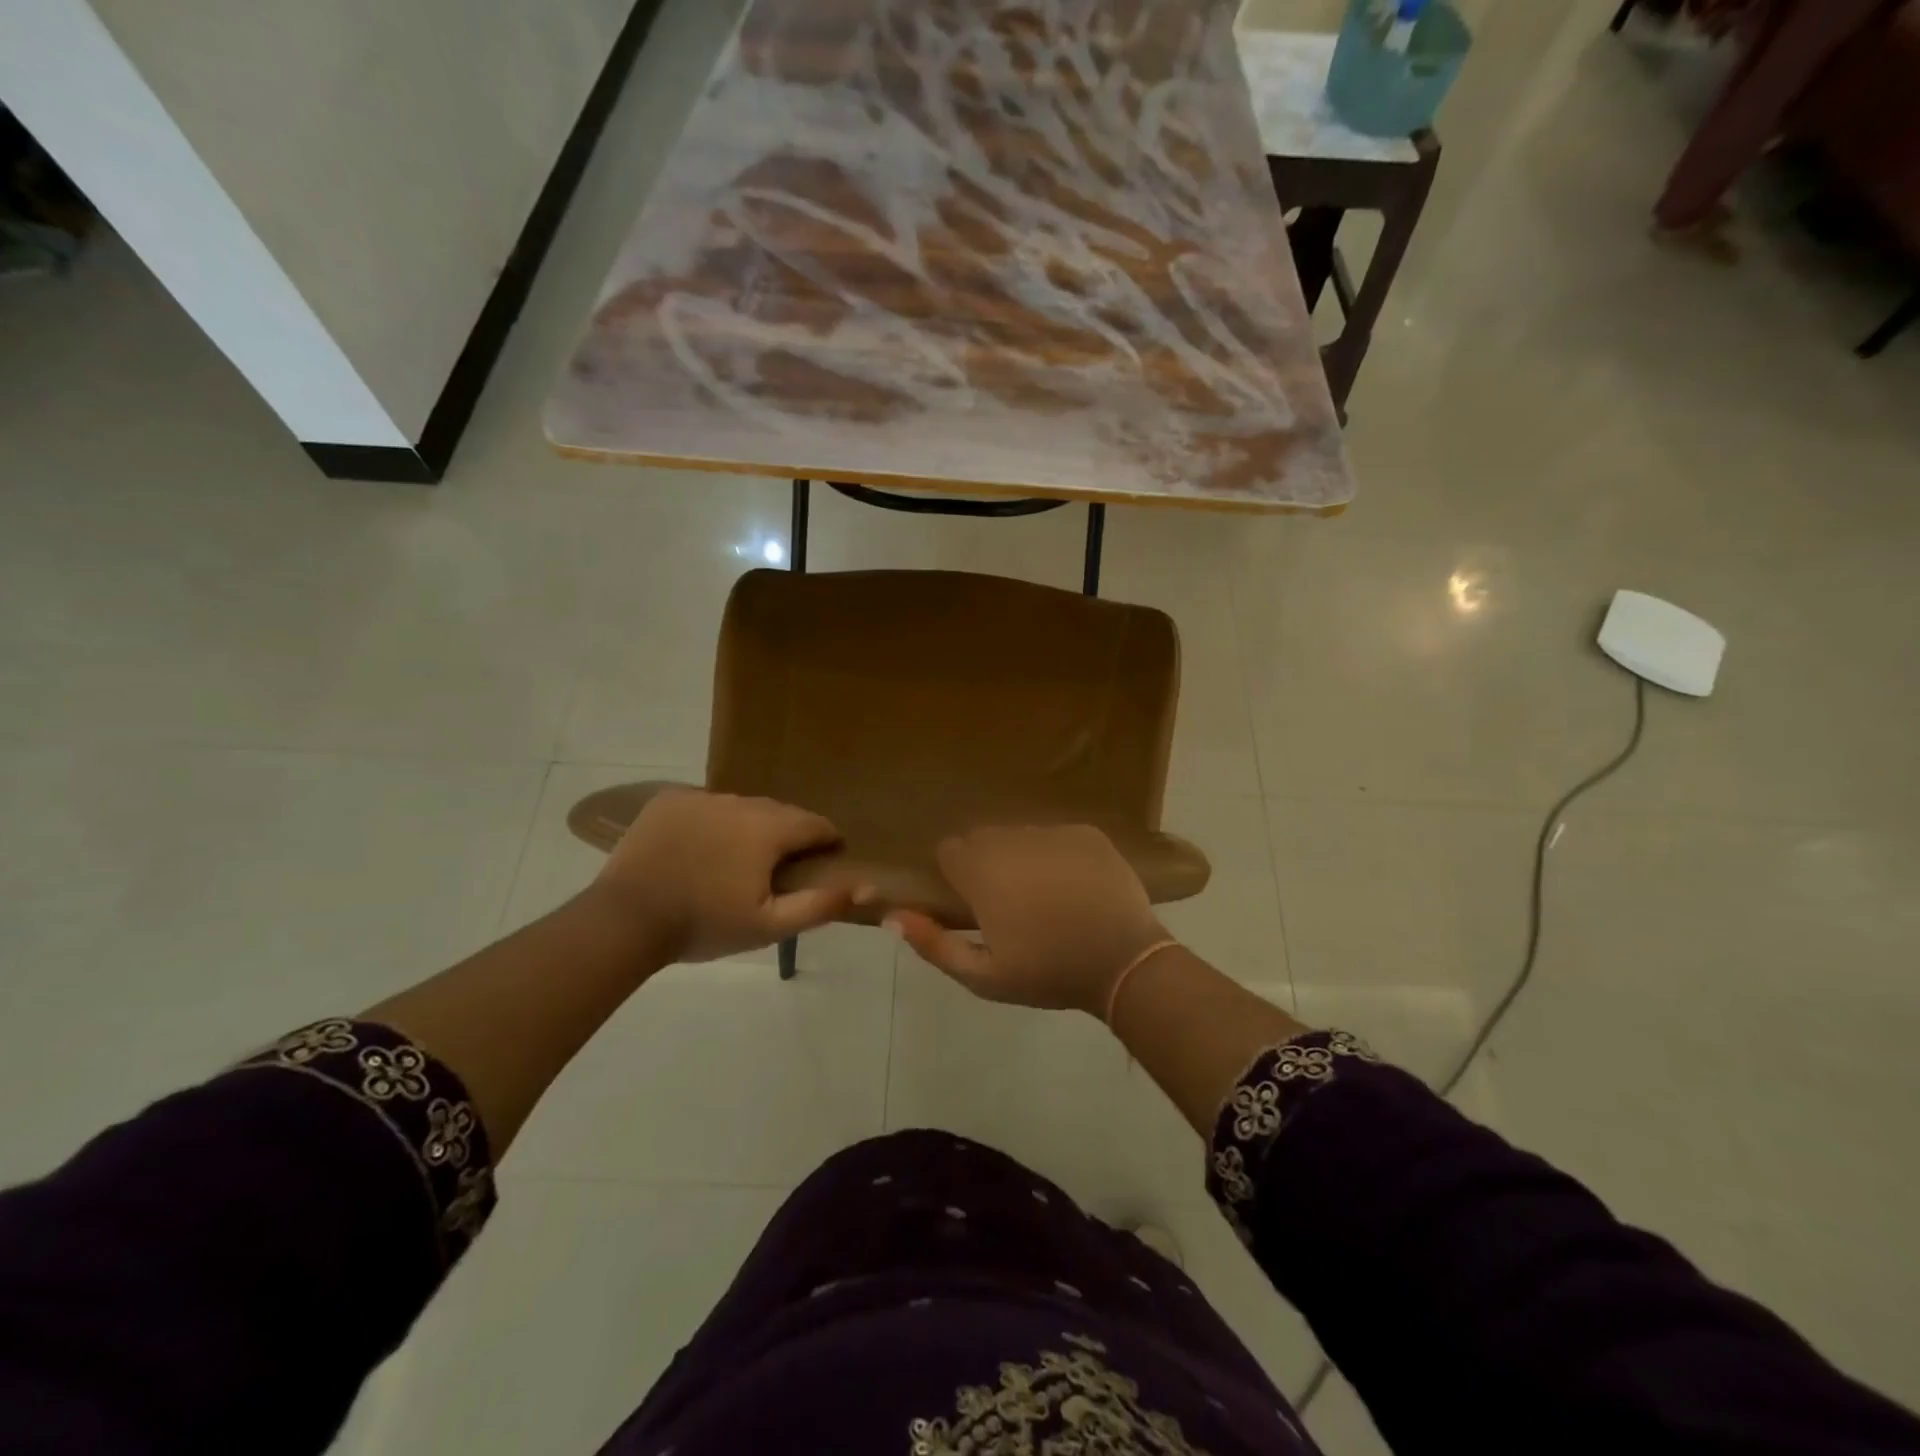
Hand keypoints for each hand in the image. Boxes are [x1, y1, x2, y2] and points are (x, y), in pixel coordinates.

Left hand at [594, 790, 853, 962]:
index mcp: (769, 828)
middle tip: (776, 871)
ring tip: (735, 861)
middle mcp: (741, 801)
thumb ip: (820, 904)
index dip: (827, 843)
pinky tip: (700, 850)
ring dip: (749, 828)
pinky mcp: (670, 800)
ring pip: (742, 808)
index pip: (816, 824)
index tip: (823, 863)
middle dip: (787, 836)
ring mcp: (702, 796)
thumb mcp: (769, 925)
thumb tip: (865, 887)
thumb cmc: (705, 924)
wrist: (627, 920)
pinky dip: (712, 822)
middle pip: (780, 813)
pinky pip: (706, 806)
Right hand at [888, 825, 1171, 1014]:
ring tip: (1045, 892)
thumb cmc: (1048, 974)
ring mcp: (1053, 835)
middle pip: (985, 837)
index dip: (958, 873)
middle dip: (988, 861)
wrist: (1123, 962)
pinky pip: (1057, 834)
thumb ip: (934, 944)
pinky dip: (1058, 852)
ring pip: (1021, 834)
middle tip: (1009, 899)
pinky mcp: (1086, 834)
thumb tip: (891, 916)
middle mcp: (1013, 844)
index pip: (951, 850)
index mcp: (984, 876)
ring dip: (1022, 855)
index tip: (973, 898)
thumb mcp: (984, 977)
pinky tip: (1073, 883)